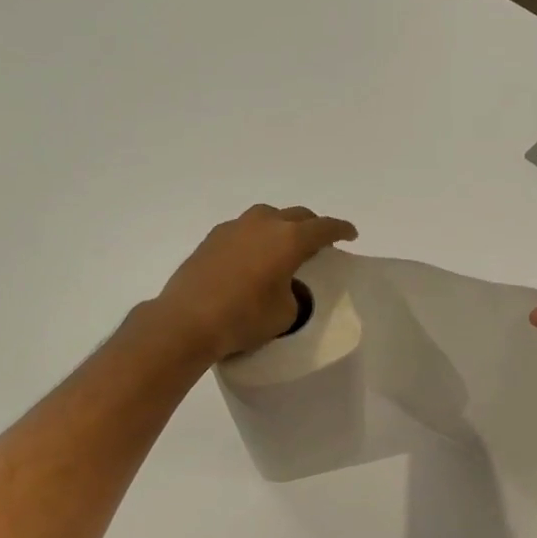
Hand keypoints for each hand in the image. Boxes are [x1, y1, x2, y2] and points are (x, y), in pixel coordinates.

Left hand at [152, 205, 357, 362]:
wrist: (185, 322)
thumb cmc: (243, 319)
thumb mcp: (285, 313)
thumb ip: (294, 293)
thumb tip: (281, 286)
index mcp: (289, 239)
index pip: (324, 228)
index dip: (341, 230)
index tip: (350, 234)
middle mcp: (263, 224)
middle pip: (297, 215)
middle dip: (312, 226)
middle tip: (319, 242)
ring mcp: (234, 228)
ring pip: (267, 217)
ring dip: (281, 226)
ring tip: (283, 246)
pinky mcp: (211, 239)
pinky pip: (243, 230)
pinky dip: (255, 238)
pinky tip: (251, 257)